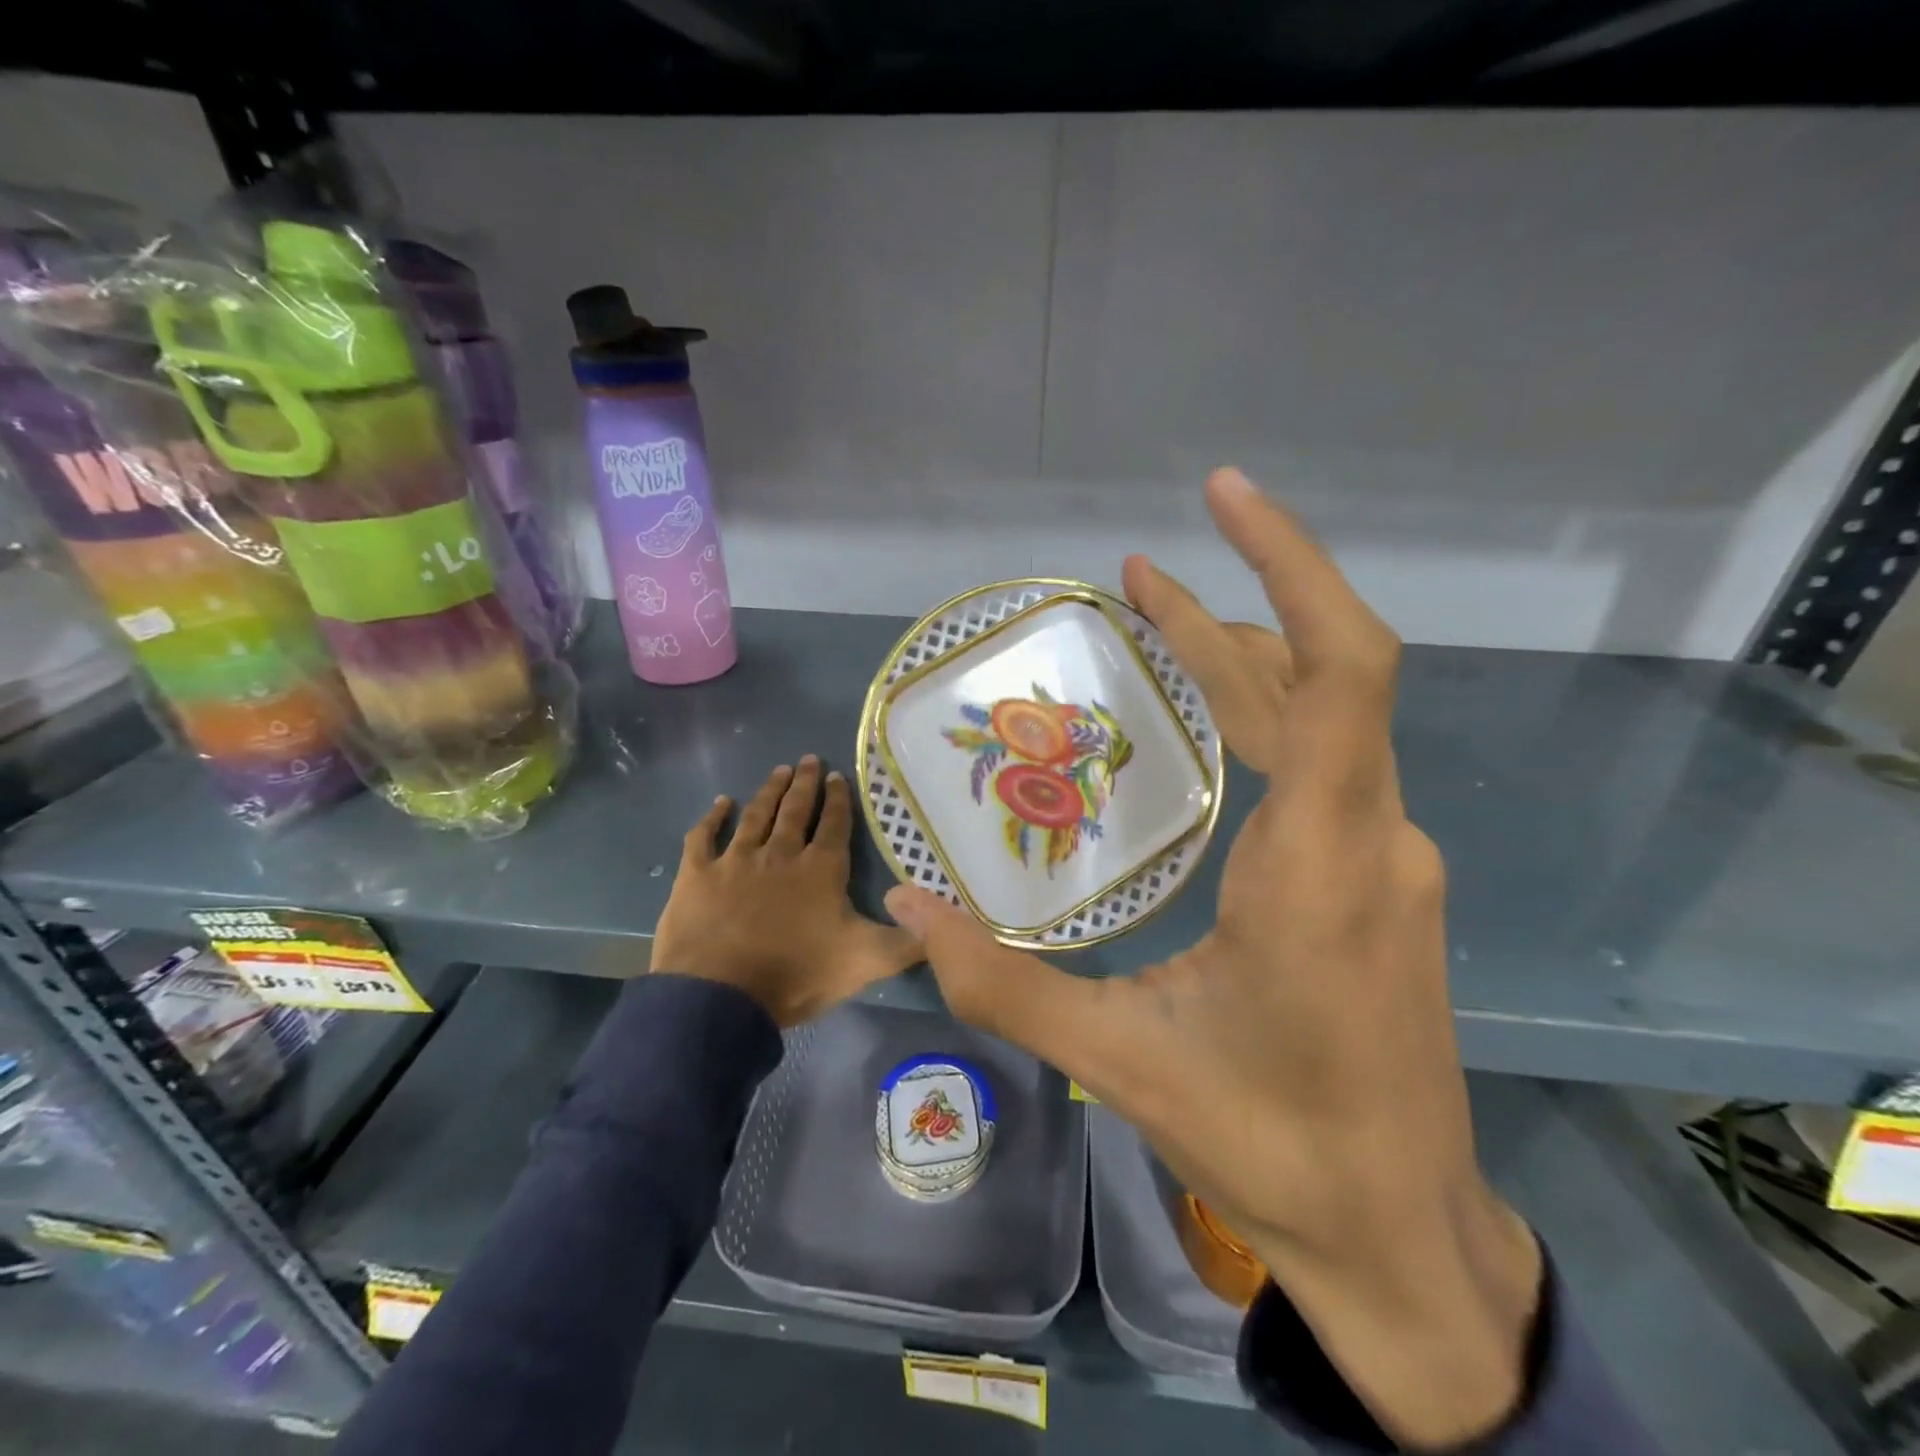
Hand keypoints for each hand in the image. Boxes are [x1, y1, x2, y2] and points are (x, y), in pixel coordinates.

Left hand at [654, 757, 921, 1026]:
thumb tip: (942, 924)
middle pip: (795, 810)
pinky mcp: (698, 874)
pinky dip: (712, 818)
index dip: (838, 799)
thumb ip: (907, 942)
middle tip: (809, 759)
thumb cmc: (796, 974)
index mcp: (820, 869)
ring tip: (779, 770)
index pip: (834, 824)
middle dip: (805, 784)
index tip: (839, 775)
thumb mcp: (865, 962)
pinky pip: (704, 836)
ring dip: (769, 791)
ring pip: (756, 815)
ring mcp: (736, 860)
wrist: (720, 996)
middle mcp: (780, 853)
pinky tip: (720, 804)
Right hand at [886, 470, 1540, 1448]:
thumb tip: (904, 908)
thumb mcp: (1122, 1063)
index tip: (1224, 497)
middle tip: (1131, 579)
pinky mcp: (1376, 884)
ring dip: (1240, 665)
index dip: (1287, 567)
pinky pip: (1325, 766)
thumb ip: (1002, 985)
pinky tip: (1205, 730)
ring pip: (1322, 723)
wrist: (1399, 1232)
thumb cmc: (1273, 1144)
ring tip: (1151, 628)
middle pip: (1317, 680)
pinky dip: (1261, 721)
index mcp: (1321, 863)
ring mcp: (1385, 860)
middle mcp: (1371, 838)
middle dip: (1222, 615)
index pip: (1338, 672)